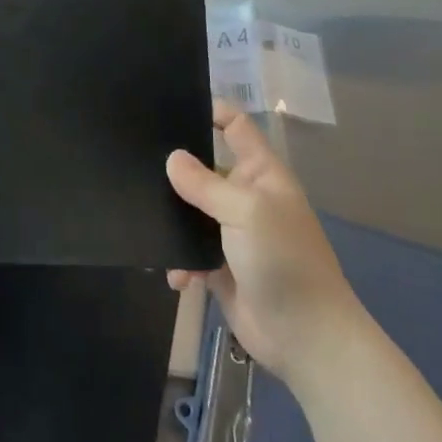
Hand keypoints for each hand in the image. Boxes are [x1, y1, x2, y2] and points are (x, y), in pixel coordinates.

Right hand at [166, 102, 363, 395]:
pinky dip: (179, 261)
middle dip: (176, 170)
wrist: (306, 337)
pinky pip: (189, 251)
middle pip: (205, 169)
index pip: (236, 127)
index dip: (212, 111)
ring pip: (191, 212)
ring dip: (173, 222)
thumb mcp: (245, 211)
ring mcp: (232, 233)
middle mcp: (245, 197)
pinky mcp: (220, 266)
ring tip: (147, 226)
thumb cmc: (283, 260)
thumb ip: (205, 183)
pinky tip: (176, 277)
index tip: (172, 105)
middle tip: (135, 162)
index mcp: (261, 174)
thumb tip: (172, 158)